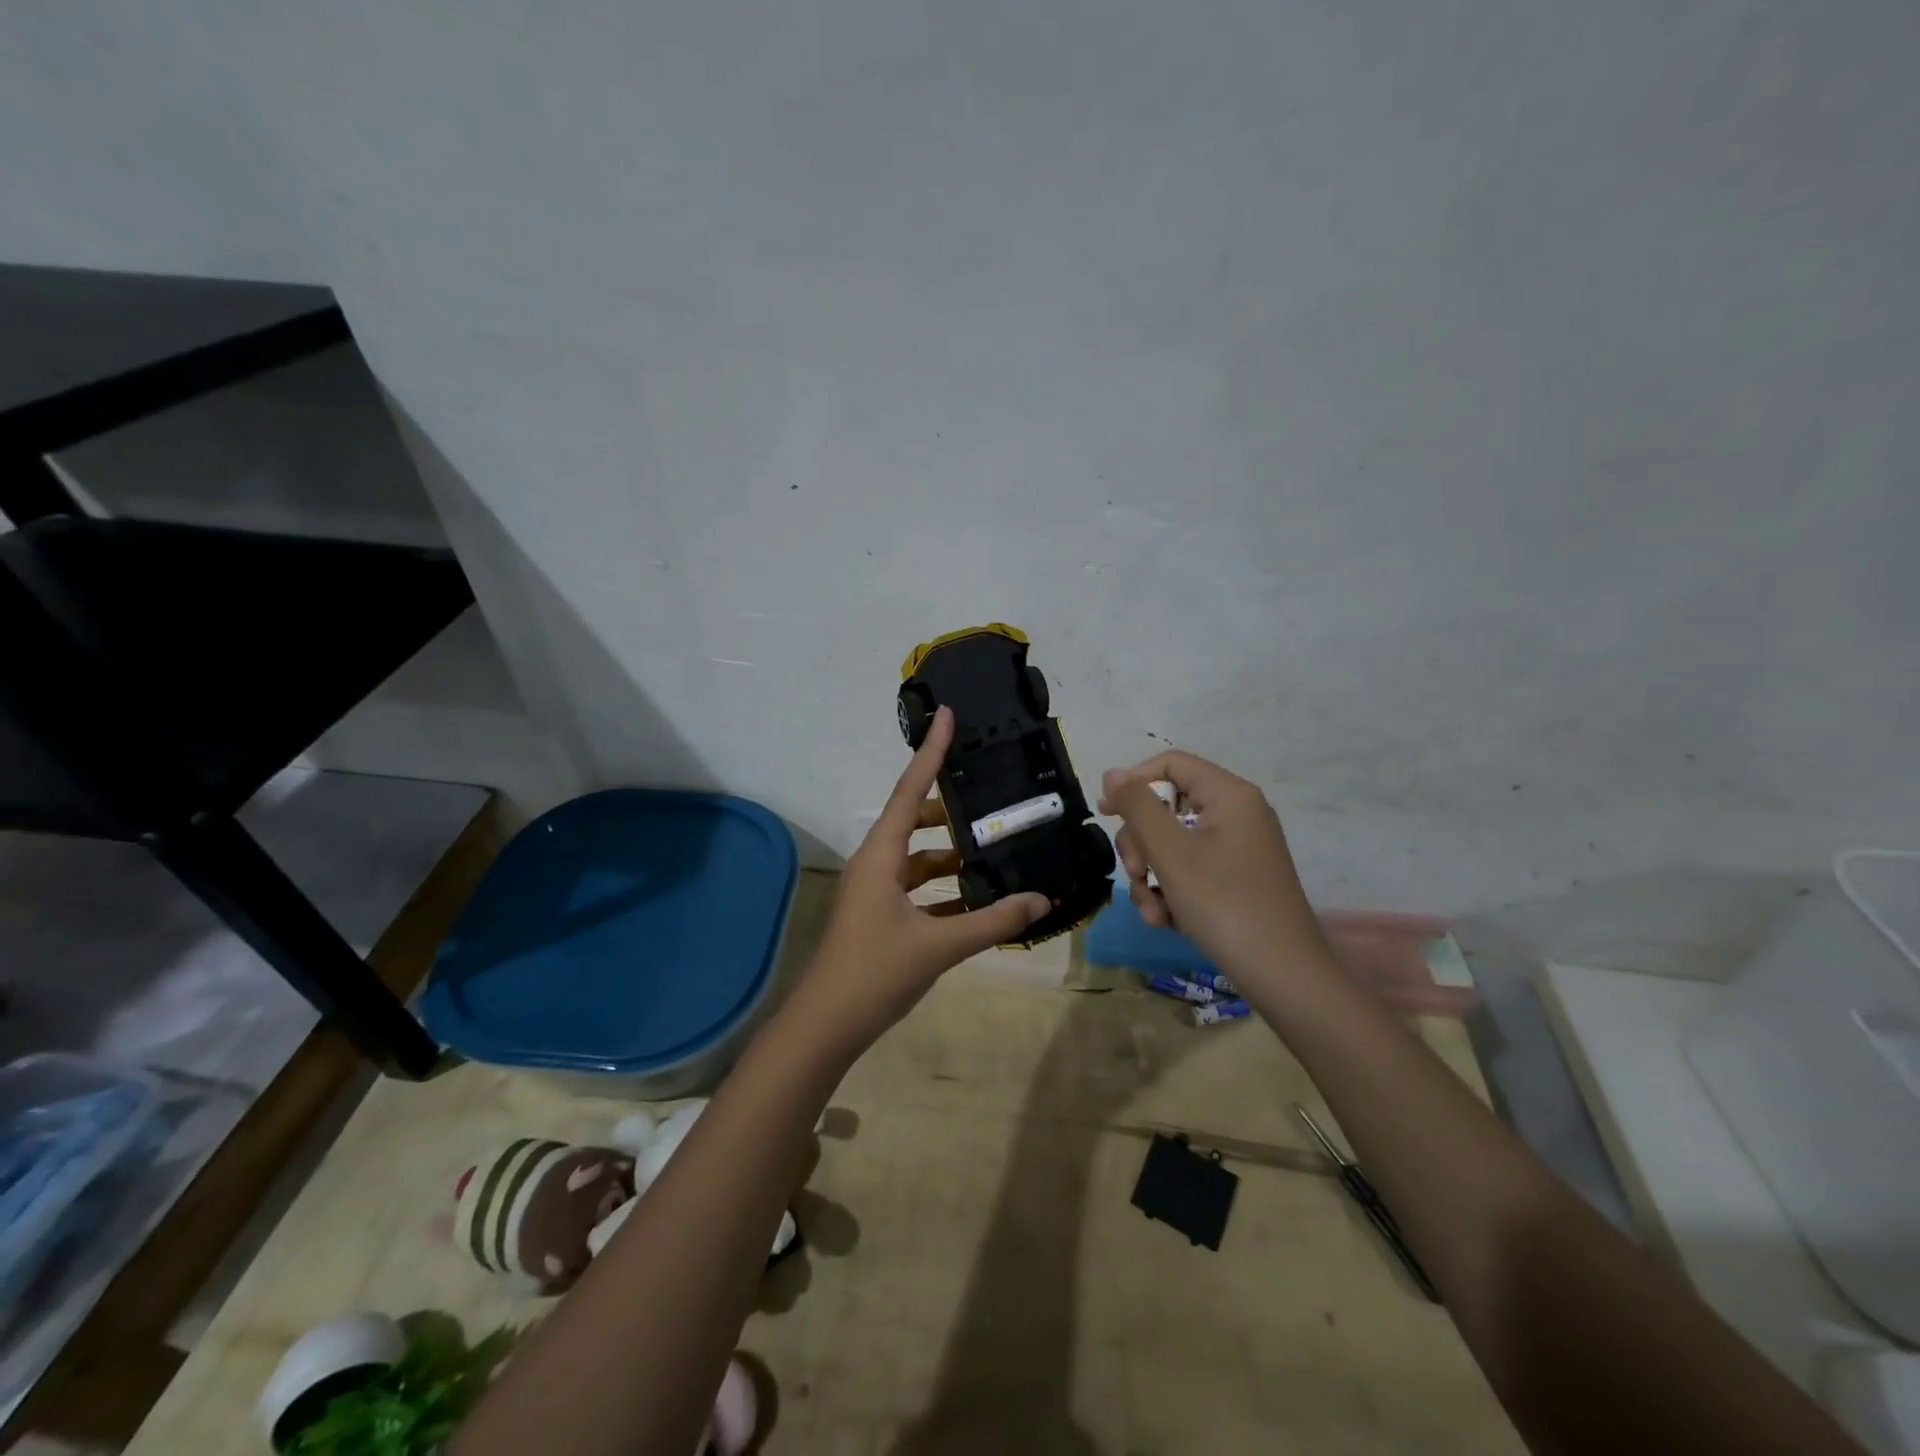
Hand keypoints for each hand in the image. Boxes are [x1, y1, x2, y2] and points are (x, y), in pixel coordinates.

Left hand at [783, 706, 1048, 1058]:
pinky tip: (976, 900)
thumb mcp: (940, 946)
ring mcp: (874, 890)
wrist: (825, 1025)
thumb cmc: (874, 973)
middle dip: (950, 809)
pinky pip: (916, 888)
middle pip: (913, 819)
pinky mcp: (879, 915)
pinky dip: (943, 888)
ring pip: (916, 856)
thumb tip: (1041, 900)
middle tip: (990, 800)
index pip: (910, 790)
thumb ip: (993, 922)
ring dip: (949, 853)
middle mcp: (875, 863)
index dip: (930, 752)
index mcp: (881, 855)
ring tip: (992, 851)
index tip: (947, 716)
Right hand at [1098, 750, 1324, 987]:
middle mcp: (1237, 814)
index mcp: (1229, 795)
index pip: (1170, 765)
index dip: (1133, 782)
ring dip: (1151, 876)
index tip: (1105, 813)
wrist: (1283, 976)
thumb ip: (1138, 806)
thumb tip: (1112, 773)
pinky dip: (1172, 891)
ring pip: (1172, 845)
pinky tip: (1166, 920)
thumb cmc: (1224, 903)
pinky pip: (1190, 870)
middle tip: (1135, 873)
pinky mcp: (1236, 879)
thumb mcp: (1171, 852)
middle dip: (1141, 844)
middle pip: (1167, 808)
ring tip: (1153, 911)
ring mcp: (1238, 849)